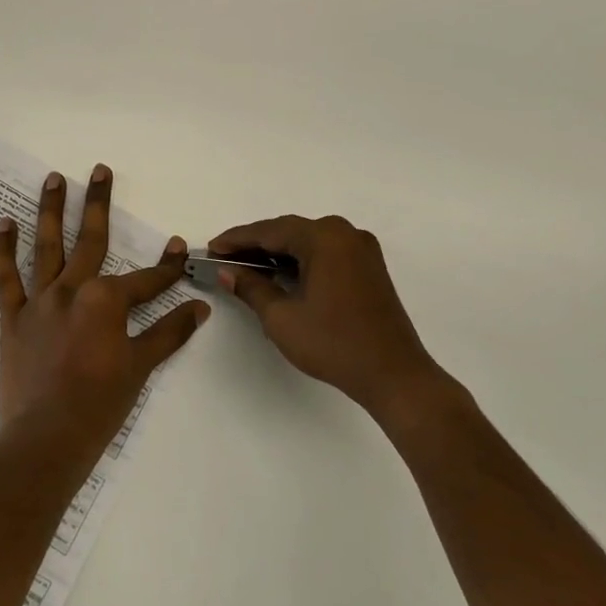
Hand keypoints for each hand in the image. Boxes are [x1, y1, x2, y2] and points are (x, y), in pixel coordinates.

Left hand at [0, 164, 208, 464]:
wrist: (48, 437)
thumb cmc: (100, 404)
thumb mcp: (141, 367)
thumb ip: (168, 333)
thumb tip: (200, 309)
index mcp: (106, 301)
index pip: (146, 279)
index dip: (166, 266)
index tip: (178, 246)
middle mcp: (72, 290)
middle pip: (90, 240)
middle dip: (98, 203)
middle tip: (99, 169)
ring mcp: (40, 301)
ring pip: (46, 246)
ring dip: (50, 210)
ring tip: (54, 178)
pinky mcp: (12, 317)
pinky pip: (5, 277)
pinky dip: (2, 250)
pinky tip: (2, 223)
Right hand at [209, 214, 457, 429]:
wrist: (393, 374)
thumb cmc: (333, 344)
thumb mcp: (281, 317)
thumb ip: (251, 288)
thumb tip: (227, 272)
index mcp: (324, 238)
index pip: (269, 231)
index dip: (236, 240)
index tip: (211, 249)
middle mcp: (344, 233)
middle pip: (289, 231)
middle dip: (255, 244)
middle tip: (225, 258)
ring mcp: (361, 249)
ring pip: (308, 241)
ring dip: (277, 251)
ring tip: (247, 267)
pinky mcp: (369, 267)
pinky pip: (325, 252)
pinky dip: (300, 259)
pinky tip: (281, 274)